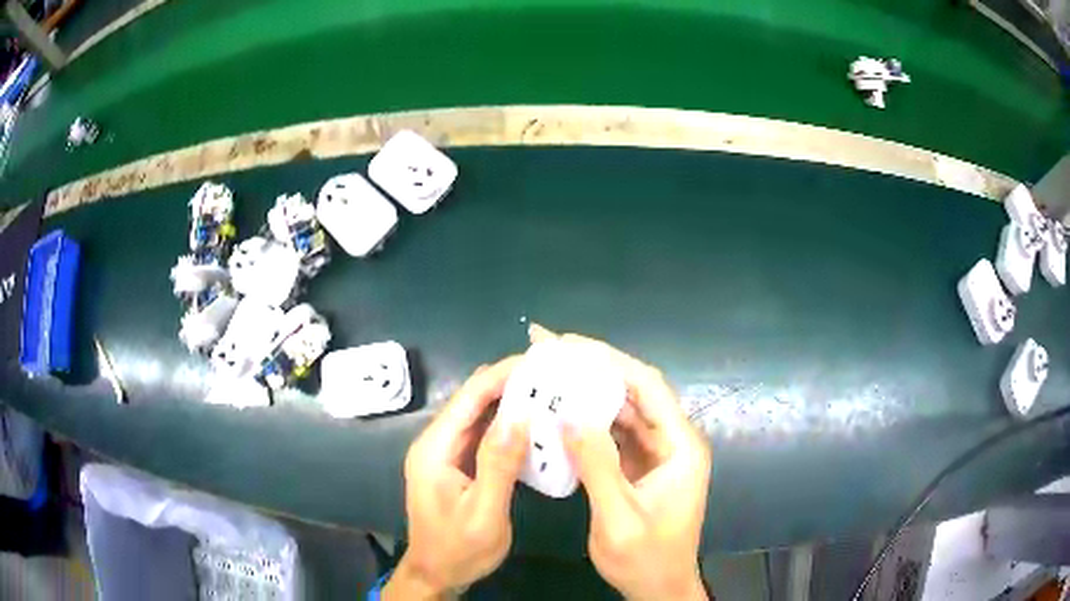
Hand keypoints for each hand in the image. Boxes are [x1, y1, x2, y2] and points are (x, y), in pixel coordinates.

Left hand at [384, 357, 529, 599]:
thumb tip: (519, 416)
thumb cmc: (459, 549)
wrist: (437, 574)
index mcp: (435, 449)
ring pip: (478, 417)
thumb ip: (498, 464)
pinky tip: (532, 426)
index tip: (536, 362)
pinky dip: (506, 427)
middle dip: (508, 384)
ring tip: (547, 392)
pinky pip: (482, 437)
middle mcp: (436, 443)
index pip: (468, 397)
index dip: (500, 375)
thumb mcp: (484, 512)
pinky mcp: (456, 466)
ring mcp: (445, 454)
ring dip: (509, 404)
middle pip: (472, 401)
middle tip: (550, 375)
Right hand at [531, 325, 711, 600]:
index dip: (609, 360)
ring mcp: (657, 453)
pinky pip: (616, 432)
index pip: (648, 386)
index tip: (568, 344)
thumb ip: (599, 467)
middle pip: (635, 390)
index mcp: (680, 446)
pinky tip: (562, 412)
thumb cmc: (646, 558)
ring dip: (589, 390)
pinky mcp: (641, 465)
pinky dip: (590, 419)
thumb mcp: (619, 517)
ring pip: (623, 409)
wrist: (659, 587)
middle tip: (550, 349)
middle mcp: (673, 441)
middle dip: (593, 366)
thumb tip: (571, 417)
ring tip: (550, 373)